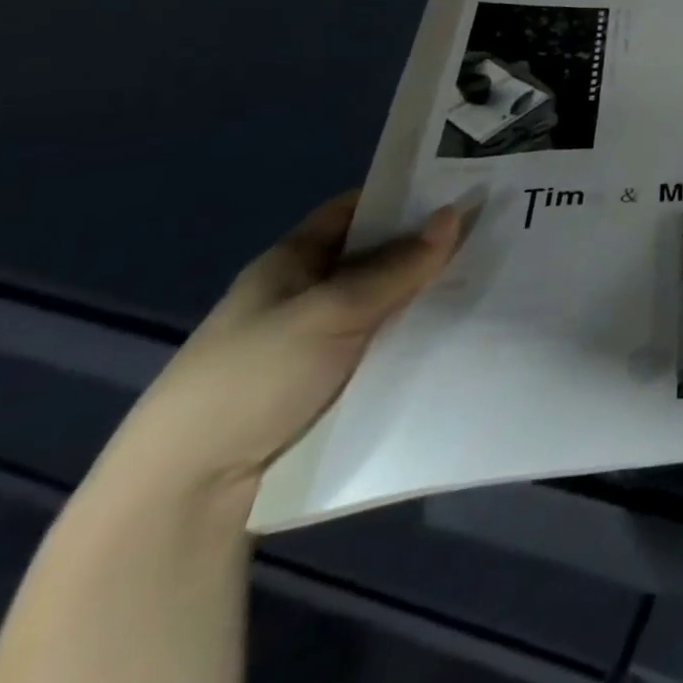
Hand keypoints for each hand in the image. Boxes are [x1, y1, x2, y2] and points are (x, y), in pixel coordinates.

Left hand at [102, 190, 461, 506]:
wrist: (187, 494)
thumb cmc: (254, 378)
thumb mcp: (332, 311)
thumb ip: (397, 266)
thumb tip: (454, 213)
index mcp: (291, 262)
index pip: (355, 210)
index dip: (402, 195)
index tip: (461, 187)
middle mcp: (304, 294)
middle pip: (377, 257)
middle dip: (428, 247)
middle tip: (494, 233)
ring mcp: (316, 342)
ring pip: (386, 304)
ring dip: (427, 295)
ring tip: (495, 279)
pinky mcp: (329, 385)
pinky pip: (385, 345)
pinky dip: (417, 336)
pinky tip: (461, 331)